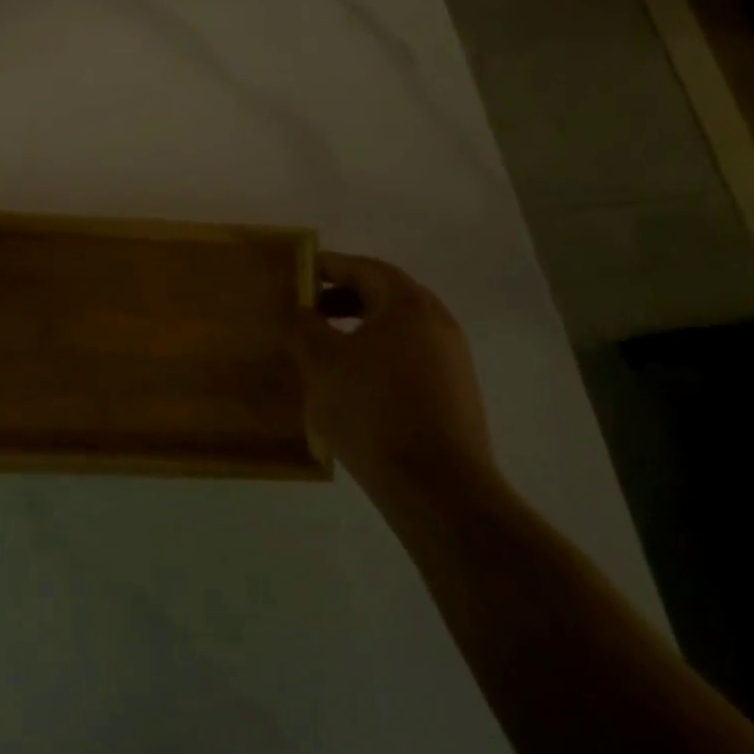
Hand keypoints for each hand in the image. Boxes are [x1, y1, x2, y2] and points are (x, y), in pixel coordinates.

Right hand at [294, 252, 496, 508]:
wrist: (437, 486)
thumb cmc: (372, 410)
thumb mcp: (321, 362)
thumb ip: (305, 326)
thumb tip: (301, 311)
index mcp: (408, 304)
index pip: (364, 268)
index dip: (328, 267)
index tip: (297, 274)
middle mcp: (437, 322)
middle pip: (385, 294)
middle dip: (343, 297)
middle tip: (307, 309)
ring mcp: (452, 359)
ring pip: (398, 328)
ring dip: (360, 327)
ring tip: (325, 346)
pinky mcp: (455, 392)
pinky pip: (409, 355)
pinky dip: (378, 353)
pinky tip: (353, 381)